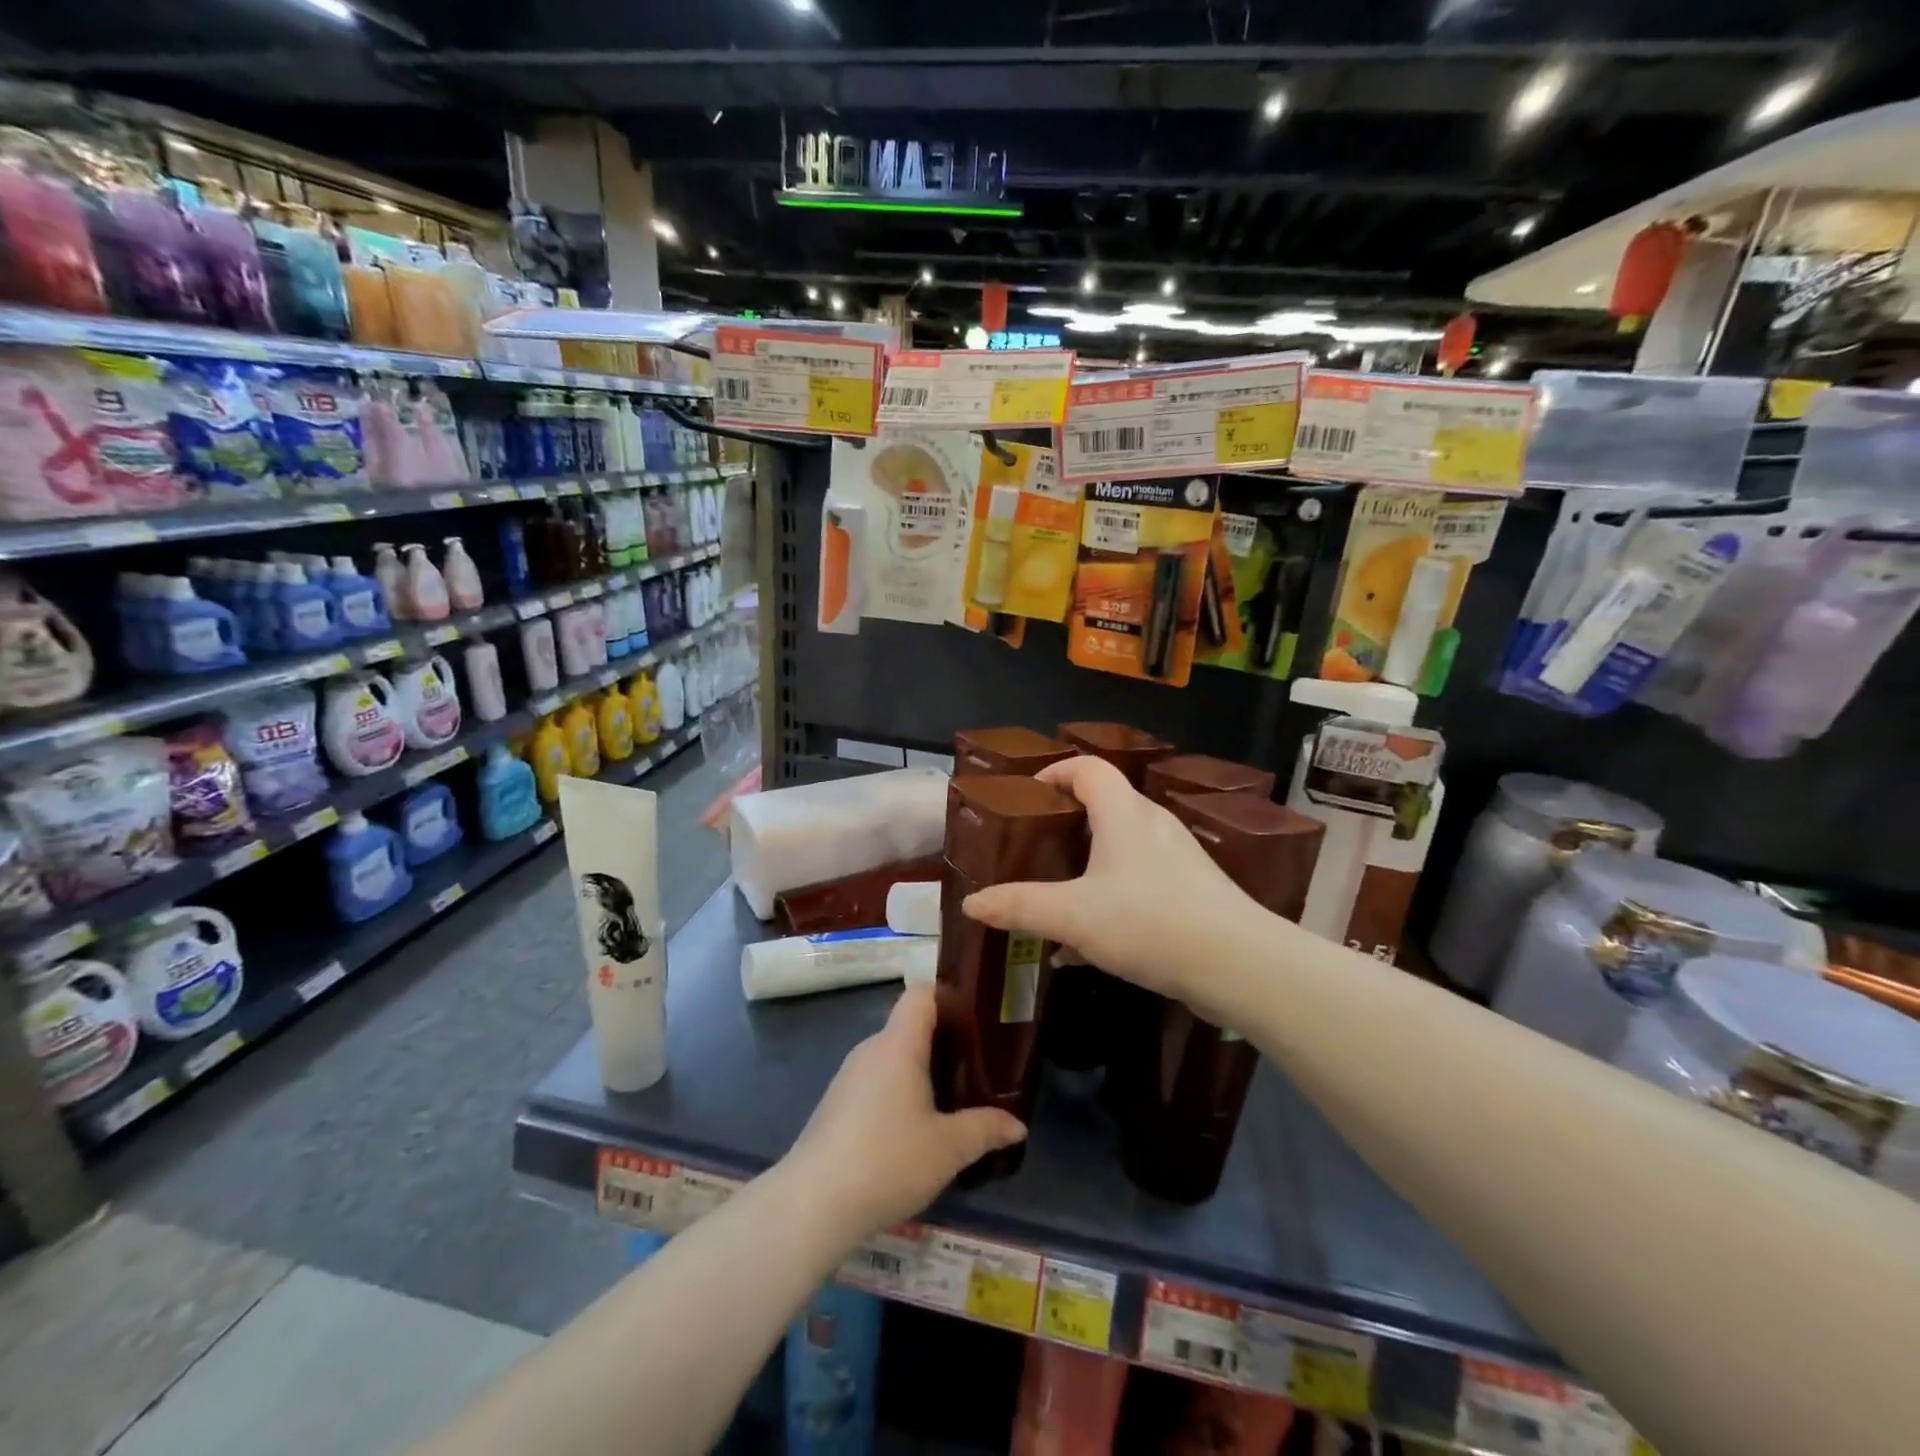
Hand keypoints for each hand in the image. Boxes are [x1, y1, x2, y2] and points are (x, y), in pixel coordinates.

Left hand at [779, 985, 1024, 1243]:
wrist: (813, 1204)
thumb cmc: (888, 1161)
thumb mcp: (948, 1148)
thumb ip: (985, 1129)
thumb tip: (1018, 1126)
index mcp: (898, 1044)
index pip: (922, 994)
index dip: (949, 997)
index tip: (977, 1020)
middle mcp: (871, 1049)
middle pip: (909, 1026)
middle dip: (943, 1041)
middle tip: (977, 1066)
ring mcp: (849, 1076)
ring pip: (892, 1057)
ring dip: (920, 1071)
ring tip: (952, 1099)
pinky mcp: (836, 1104)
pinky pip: (876, 1081)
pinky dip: (898, 1092)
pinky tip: (914, 1128)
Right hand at [961, 756, 1255, 1008]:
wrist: (1239, 966)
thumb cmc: (1150, 922)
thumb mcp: (1073, 916)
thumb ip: (1019, 906)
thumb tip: (970, 904)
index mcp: (1124, 814)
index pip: (1088, 768)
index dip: (1055, 773)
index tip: (1027, 797)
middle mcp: (1153, 825)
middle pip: (1104, 805)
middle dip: (1065, 823)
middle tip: (1034, 848)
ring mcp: (1178, 858)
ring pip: (1121, 848)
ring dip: (1086, 865)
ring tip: (1056, 897)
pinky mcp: (1192, 891)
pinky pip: (1139, 881)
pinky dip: (1109, 897)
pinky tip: (1088, 945)